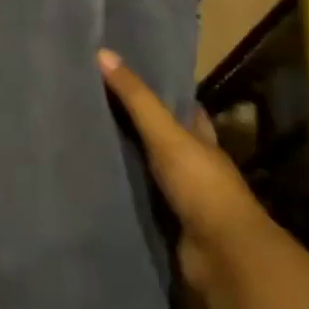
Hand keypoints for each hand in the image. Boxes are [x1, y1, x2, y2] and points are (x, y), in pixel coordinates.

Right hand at [98, 49, 261, 288]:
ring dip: (127, 163)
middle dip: (138, 128)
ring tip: (86, 143)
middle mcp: (195, 167)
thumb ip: (136, 99)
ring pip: (150, 172)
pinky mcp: (168, 226)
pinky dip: (122, 195)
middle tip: (96, 107)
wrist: (222, 255)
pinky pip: (139, 202)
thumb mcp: (166, 134)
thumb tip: (103, 53)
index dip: (163, 94)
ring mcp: (183, 199)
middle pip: (166, 141)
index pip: (185, 110)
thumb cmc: (201, 186)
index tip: (130, 77)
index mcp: (202, 141)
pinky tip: (96, 184)